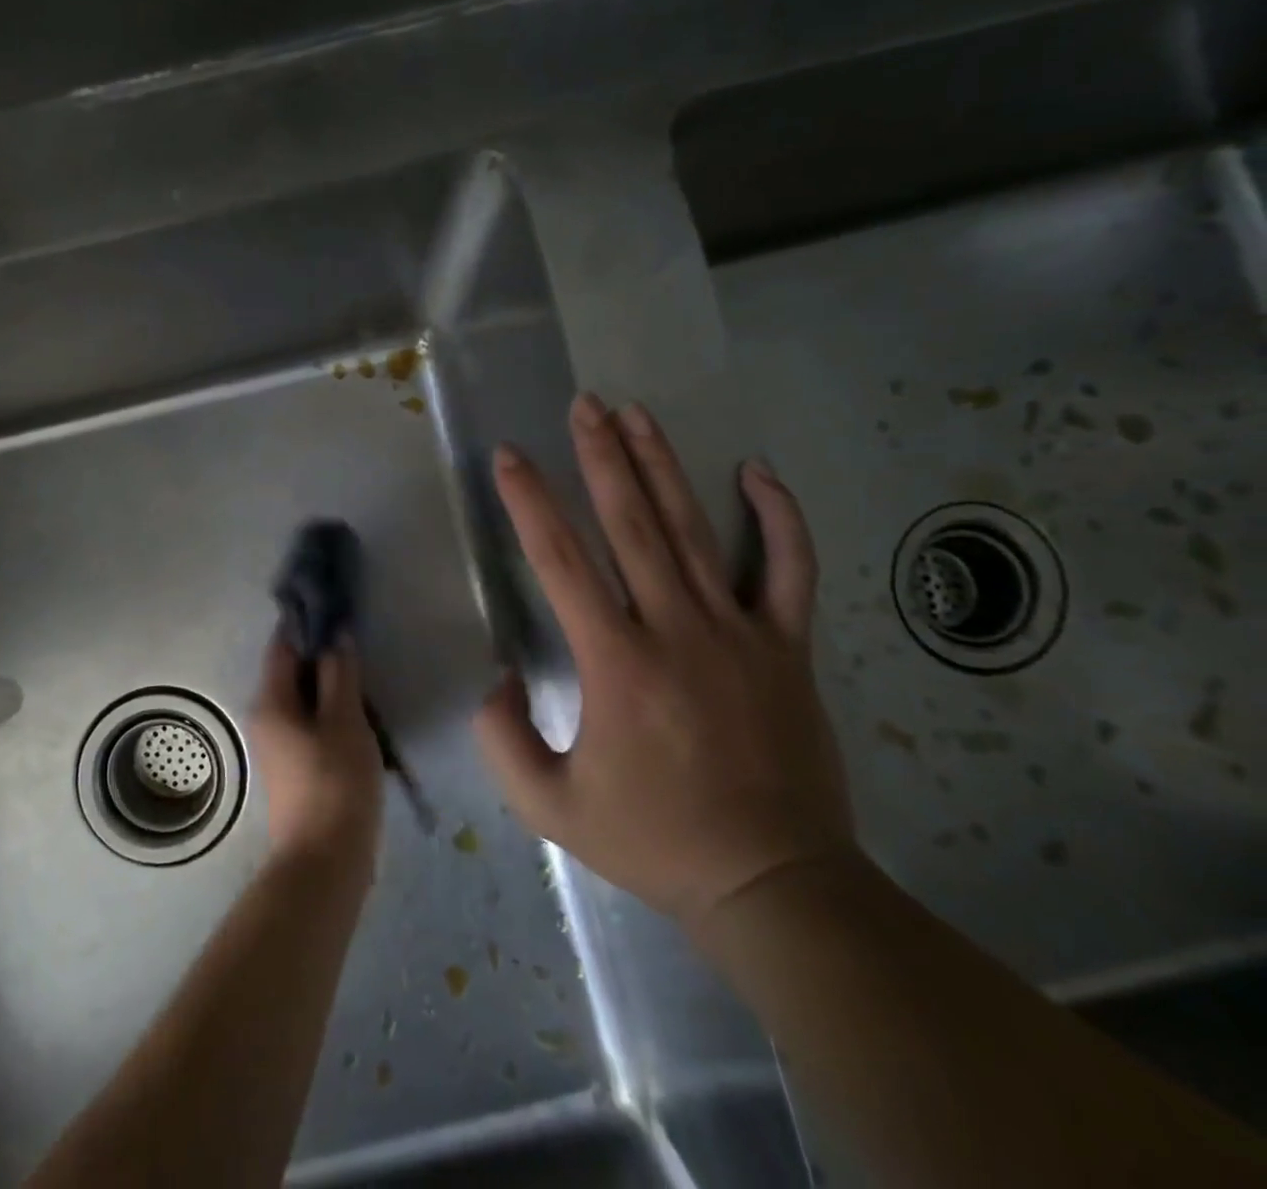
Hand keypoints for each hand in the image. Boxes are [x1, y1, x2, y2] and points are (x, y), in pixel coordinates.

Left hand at [247, 634, 383, 871]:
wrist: (325, 862)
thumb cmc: (336, 783)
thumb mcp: (345, 721)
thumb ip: (339, 675)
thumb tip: (336, 636)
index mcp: (271, 701)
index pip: (283, 645)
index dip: (307, 623)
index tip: (336, 606)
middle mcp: (265, 718)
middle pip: (292, 671)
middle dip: (322, 654)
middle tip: (358, 639)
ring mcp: (278, 745)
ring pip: (304, 699)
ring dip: (330, 684)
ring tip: (365, 672)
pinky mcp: (294, 766)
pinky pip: (310, 723)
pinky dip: (331, 711)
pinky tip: (360, 712)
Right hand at [474, 394, 854, 932]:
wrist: (773, 883)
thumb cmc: (654, 840)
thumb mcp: (549, 807)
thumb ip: (503, 741)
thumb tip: (497, 682)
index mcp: (616, 662)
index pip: (561, 561)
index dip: (530, 502)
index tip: (510, 457)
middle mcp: (676, 629)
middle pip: (632, 524)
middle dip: (602, 457)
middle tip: (585, 406)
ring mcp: (740, 632)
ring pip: (696, 530)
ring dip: (663, 466)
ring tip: (637, 415)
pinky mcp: (787, 647)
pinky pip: (790, 569)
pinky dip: (778, 517)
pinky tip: (757, 471)